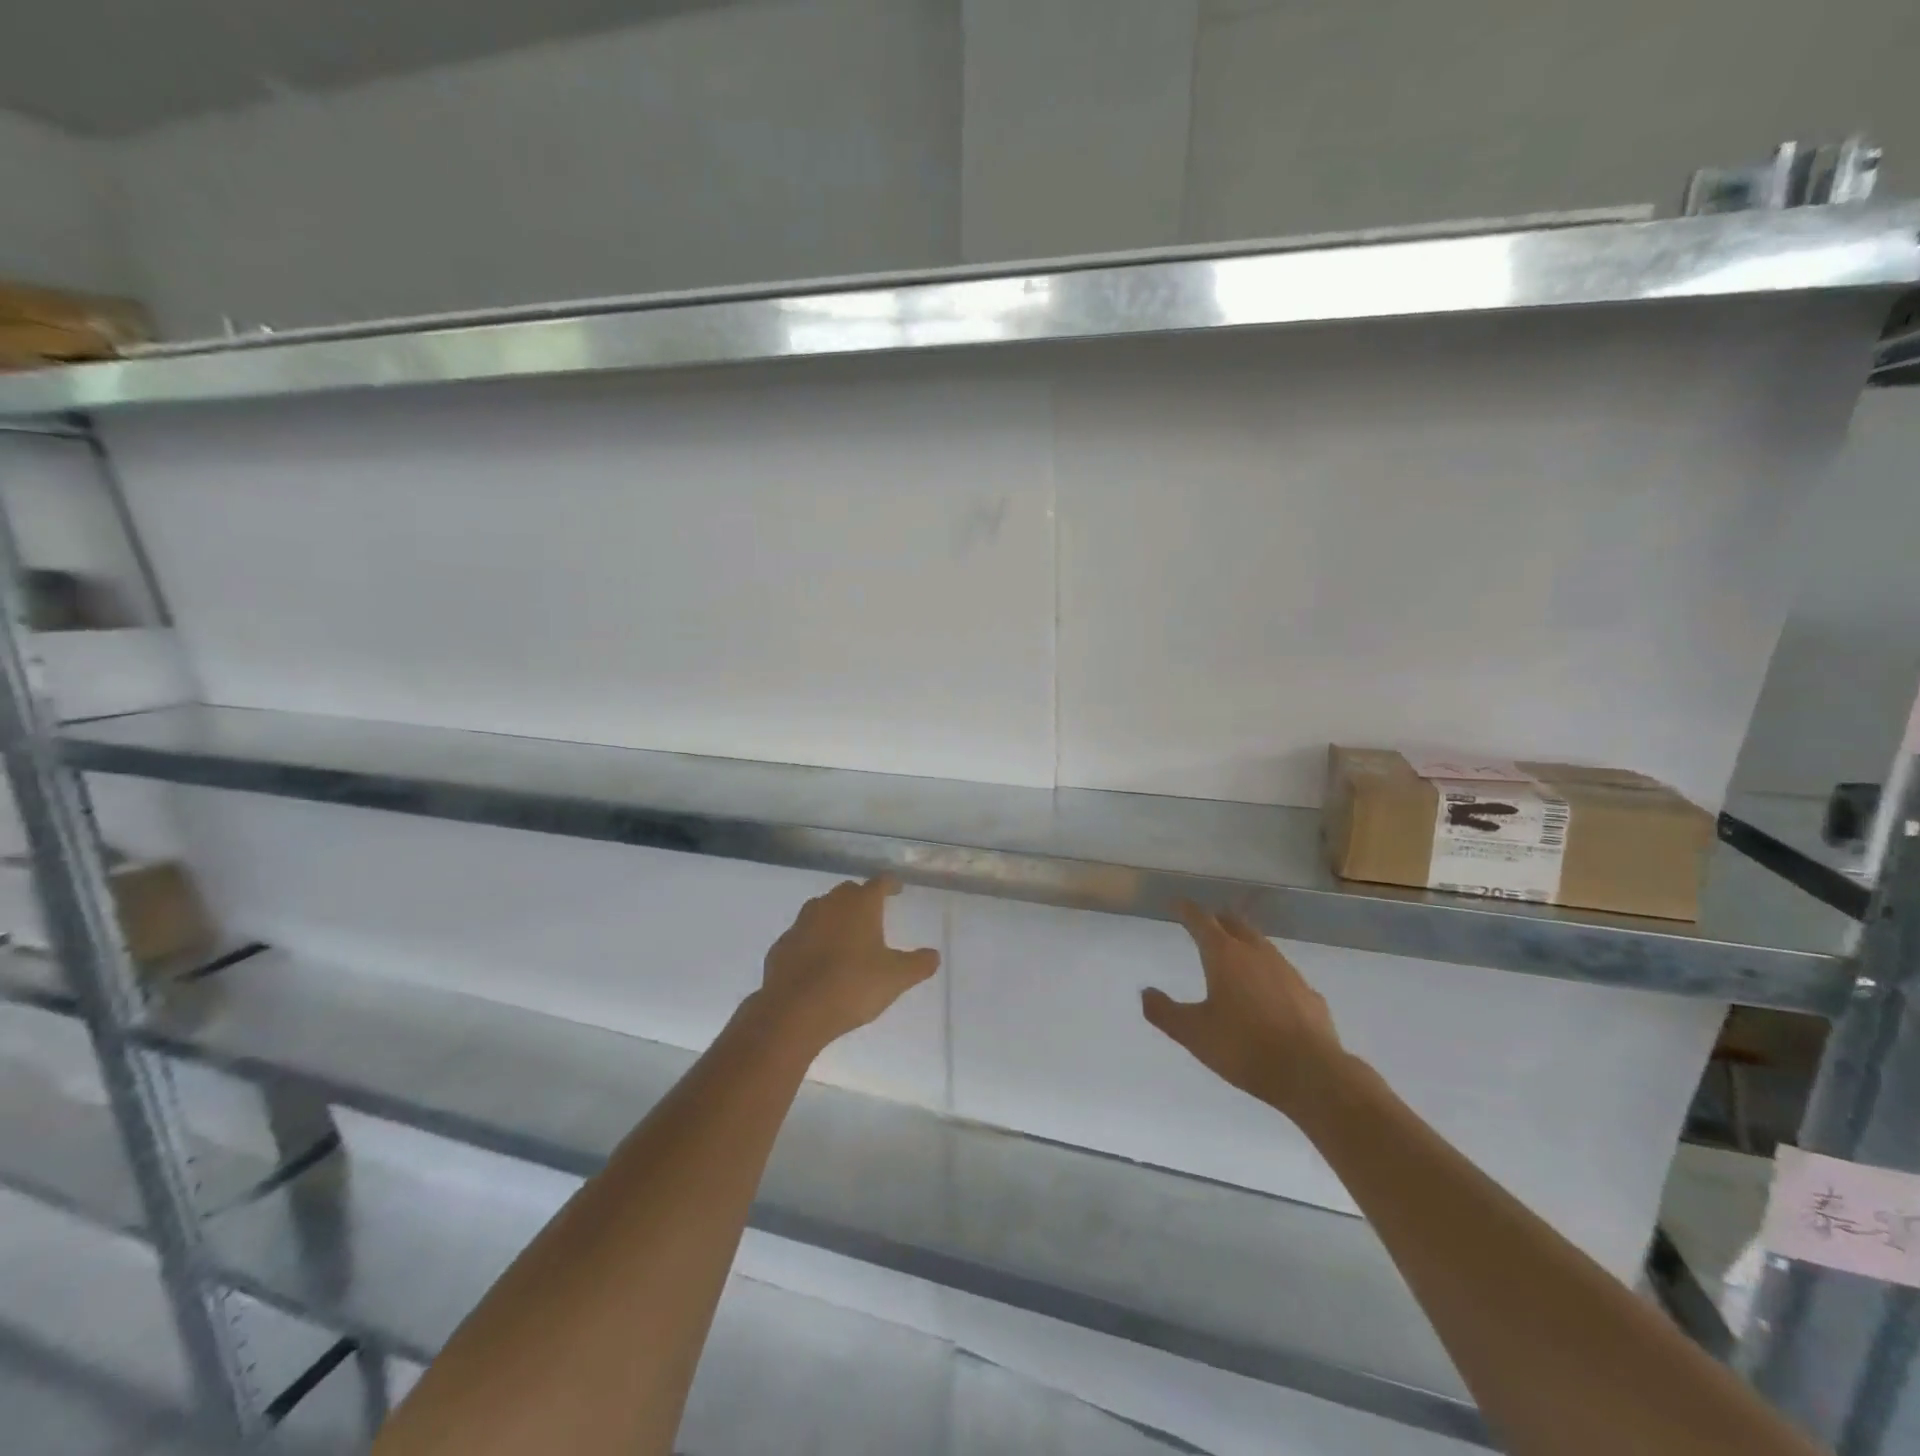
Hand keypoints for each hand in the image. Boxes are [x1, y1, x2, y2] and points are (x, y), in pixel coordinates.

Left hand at [754, 878, 940, 1054]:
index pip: (879, 883)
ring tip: (845, 936)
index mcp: (860, 905)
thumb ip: (918, 964)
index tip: (897, 889)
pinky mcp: (782, 945)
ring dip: (834, 917)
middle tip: (872, 913)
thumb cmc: (852, 986)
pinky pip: (802, 935)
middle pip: (848, 892)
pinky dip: (813, 940)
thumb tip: (934, 955)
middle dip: (861, 898)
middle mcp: (829, 905)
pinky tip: (818, 960)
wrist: (794, 1011)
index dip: (890, 884)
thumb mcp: (896, 978)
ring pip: (821, 909)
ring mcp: (801, 923)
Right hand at [1142, 902, 1346, 1119]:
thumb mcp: (1192, 1033)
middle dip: (1218, 920)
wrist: (1311, 1074)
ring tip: (1236, 952)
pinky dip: (1270, 974)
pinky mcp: (1309, 994)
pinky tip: (1270, 992)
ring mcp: (1287, 972)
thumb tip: (1145, 992)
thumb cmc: (1243, 1047)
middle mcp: (1256, 954)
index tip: (1177, 903)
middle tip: (1207, 923)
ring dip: (1245, 943)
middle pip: (1235, 925)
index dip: (1186, 911)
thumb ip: (1164, 1012)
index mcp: (1224, 955)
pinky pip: (1284, 974)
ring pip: (1262, 946)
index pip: (1201, 921)